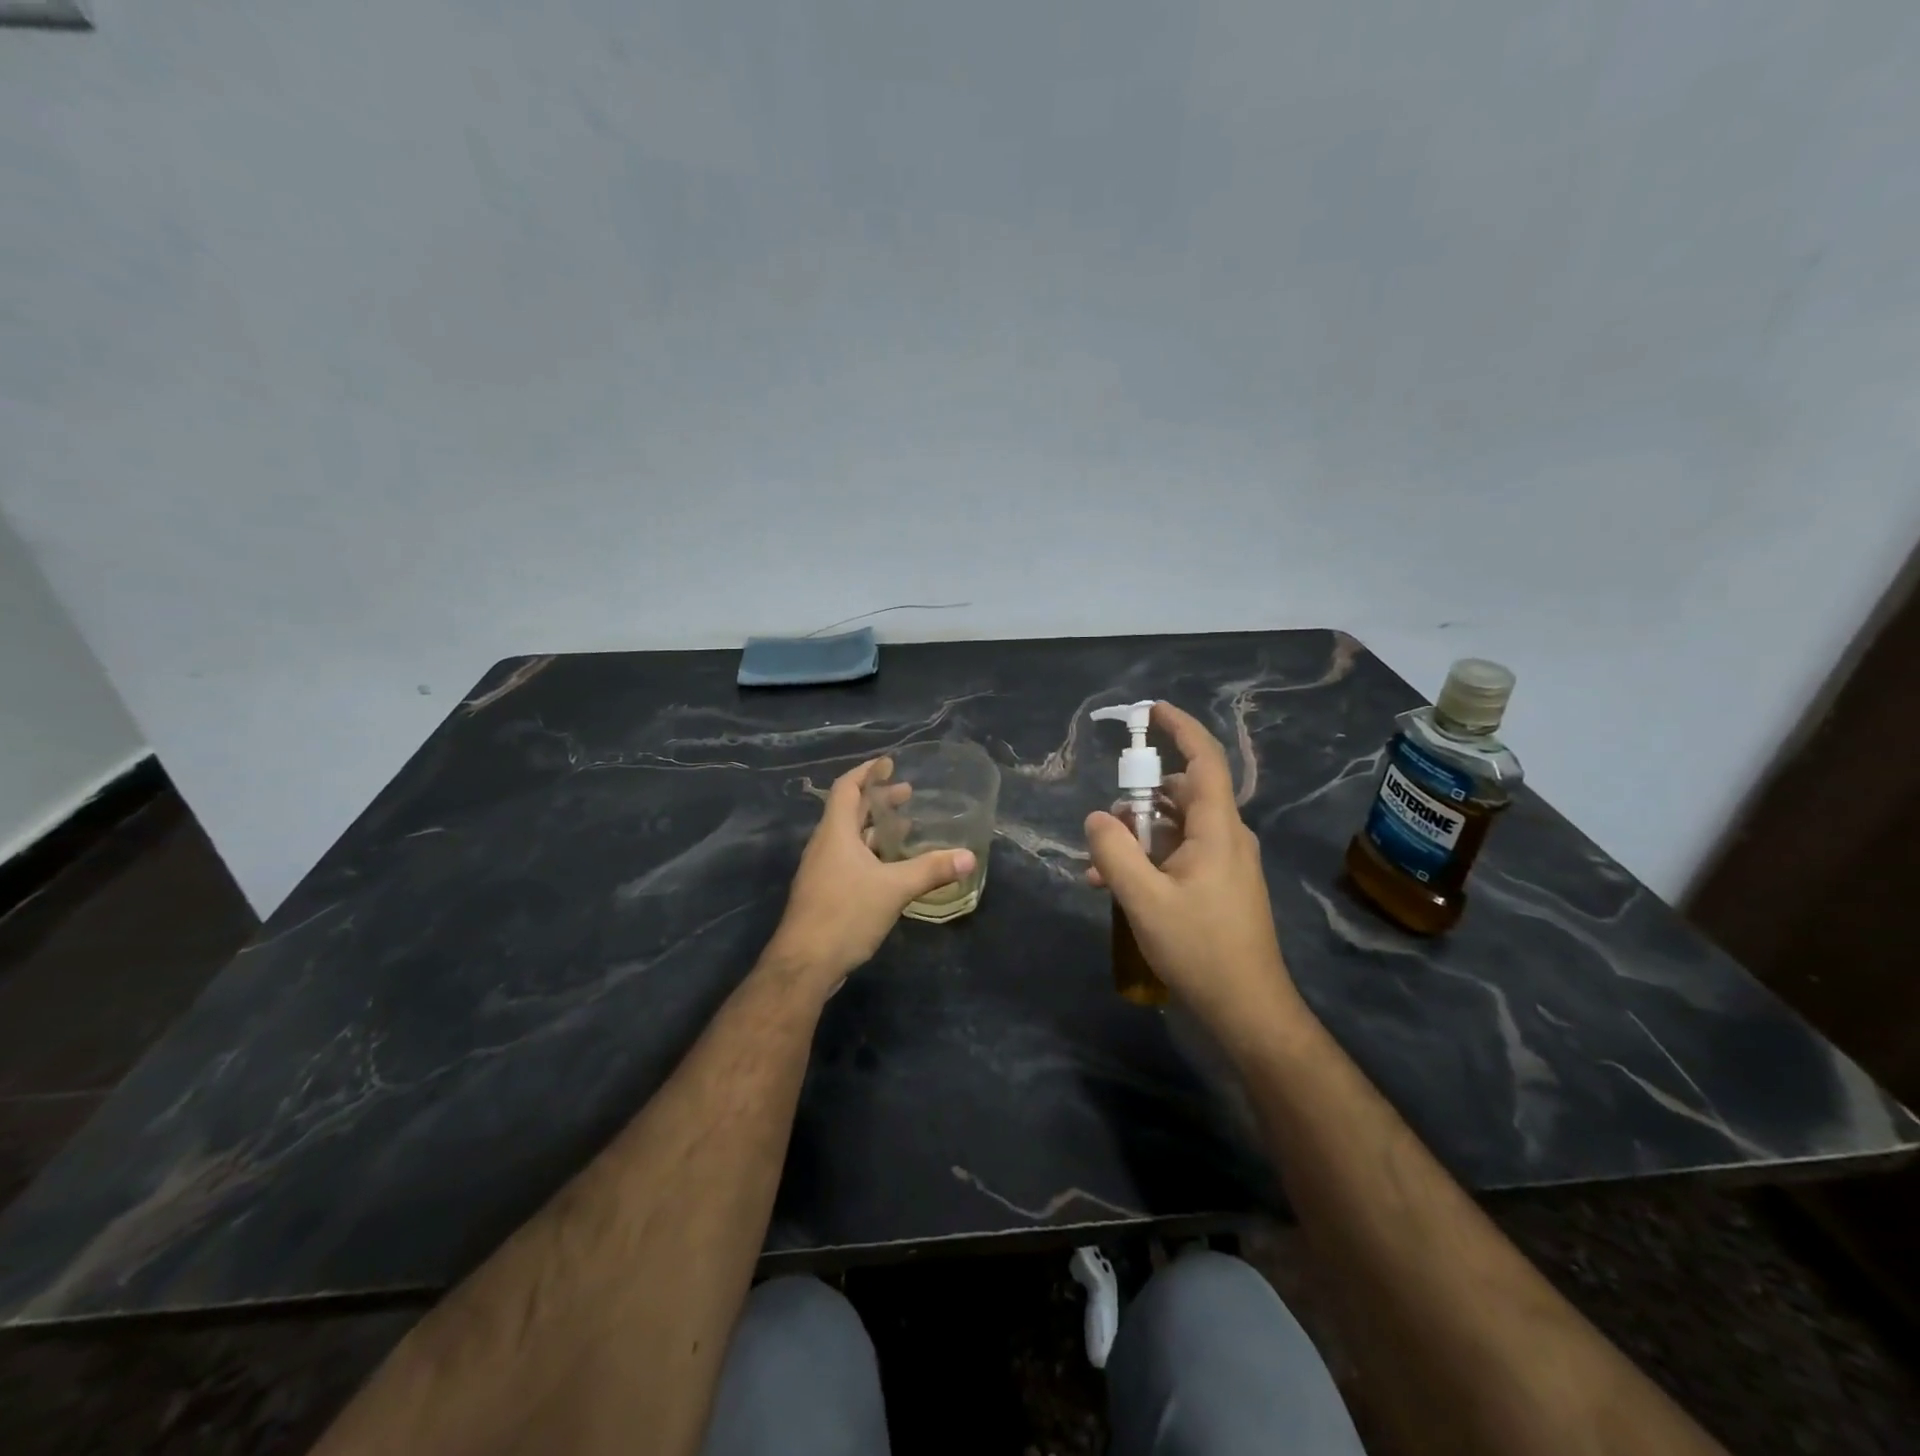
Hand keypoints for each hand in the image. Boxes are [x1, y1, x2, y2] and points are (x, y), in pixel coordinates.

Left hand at [766, 758, 975, 989]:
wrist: (804, 964)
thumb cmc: (845, 914)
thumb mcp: (894, 889)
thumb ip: (931, 870)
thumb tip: (969, 856)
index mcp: (835, 833)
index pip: (847, 788)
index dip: (866, 772)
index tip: (888, 763)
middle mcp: (825, 846)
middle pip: (850, 811)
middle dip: (878, 800)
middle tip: (908, 794)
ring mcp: (822, 870)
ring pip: (849, 838)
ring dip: (875, 829)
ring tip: (906, 827)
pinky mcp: (825, 893)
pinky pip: (849, 860)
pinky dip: (871, 853)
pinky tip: (892, 868)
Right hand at [1084, 702, 1305, 1038]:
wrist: (1247, 1008)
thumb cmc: (1200, 948)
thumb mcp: (1144, 899)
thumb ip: (1114, 852)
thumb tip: (1097, 817)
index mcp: (1218, 829)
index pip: (1204, 760)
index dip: (1180, 728)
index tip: (1152, 711)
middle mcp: (1227, 836)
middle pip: (1181, 794)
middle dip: (1138, 801)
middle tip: (1104, 827)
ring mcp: (1225, 862)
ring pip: (1175, 828)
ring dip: (1136, 838)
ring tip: (1098, 868)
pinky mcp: (1220, 885)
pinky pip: (1179, 854)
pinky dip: (1148, 859)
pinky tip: (1114, 887)